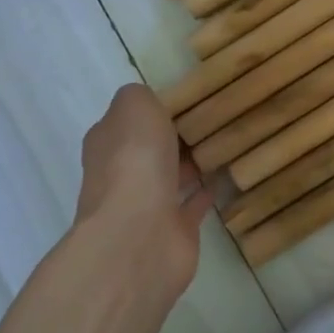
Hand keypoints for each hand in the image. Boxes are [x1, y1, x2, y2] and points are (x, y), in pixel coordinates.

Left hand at [70, 84, 213, 301]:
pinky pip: (192, 205)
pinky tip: (227, 176)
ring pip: (171, 177)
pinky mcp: (173, 232)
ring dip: (191, 164)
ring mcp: (145, 207)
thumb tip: (150, 102)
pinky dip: (206, 192)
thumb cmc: (135, 161)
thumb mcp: (135, 106)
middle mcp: (120, 175)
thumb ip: (140, 97)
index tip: (189, 99)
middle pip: (149, 150)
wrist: (139, 235)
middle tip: (214, 119)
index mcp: (107, 144)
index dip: (153, 111)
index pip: (128, 122)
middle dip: (175, 138)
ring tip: (225, 143)